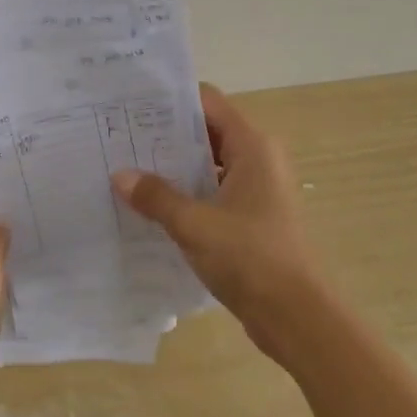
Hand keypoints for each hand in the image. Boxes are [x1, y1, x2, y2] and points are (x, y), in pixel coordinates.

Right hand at [112, 84, 324, 358]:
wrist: (296, 317)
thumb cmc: (250, 258)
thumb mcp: (194, 224)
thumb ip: (156, 197)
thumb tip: (120, 176)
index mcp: (253, 147)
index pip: (208, 103)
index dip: (171, 100)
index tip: (132, 105)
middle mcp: (259, 159)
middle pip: (207, 131)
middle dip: (165, 135)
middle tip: (120, 138)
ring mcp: (257, 190)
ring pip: (209, 165)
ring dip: (174, 168)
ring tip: (129, 170)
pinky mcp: (252, 218)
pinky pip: (214, 192)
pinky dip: (188, 194)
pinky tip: (153, 206)